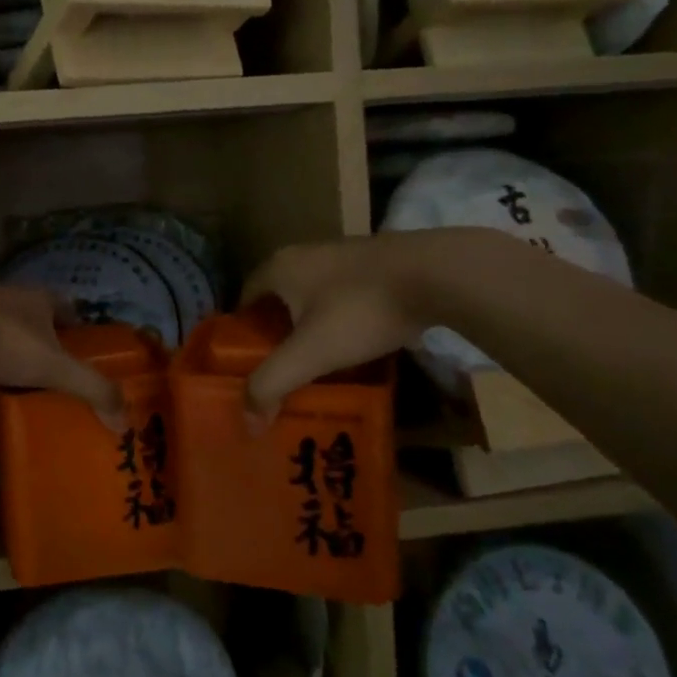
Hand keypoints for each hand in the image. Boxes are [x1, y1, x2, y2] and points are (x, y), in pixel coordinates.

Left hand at [0, 286, 124, 428]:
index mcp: (38, 298)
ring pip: (1, 322)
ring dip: (9, 341)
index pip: (67, 306)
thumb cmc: (3, 341)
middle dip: (43, 334)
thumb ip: (91, 389)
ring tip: (16, 372)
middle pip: (33, 313)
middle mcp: (8, 295)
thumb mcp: (54, 367)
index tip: (83, 346)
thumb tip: (125, 422)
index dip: (77, 325)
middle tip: (52, 364)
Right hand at [237, 234, 433, 431]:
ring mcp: (341, 255)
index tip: (246, 366)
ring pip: (312, 297)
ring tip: (316, 365)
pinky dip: (340, 321)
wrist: (435, 274)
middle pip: (278, 299)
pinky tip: (354, 347)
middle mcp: (303, 254)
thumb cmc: (360, 309)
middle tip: (280, 371)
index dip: (241, 334)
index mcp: (278, 267)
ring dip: (310, 327)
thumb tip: (248, 423)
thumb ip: (273, 384)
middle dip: (276, 334)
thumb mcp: (311, 353)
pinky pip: (342, 296)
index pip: (244, 299)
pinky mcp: (374, 264)